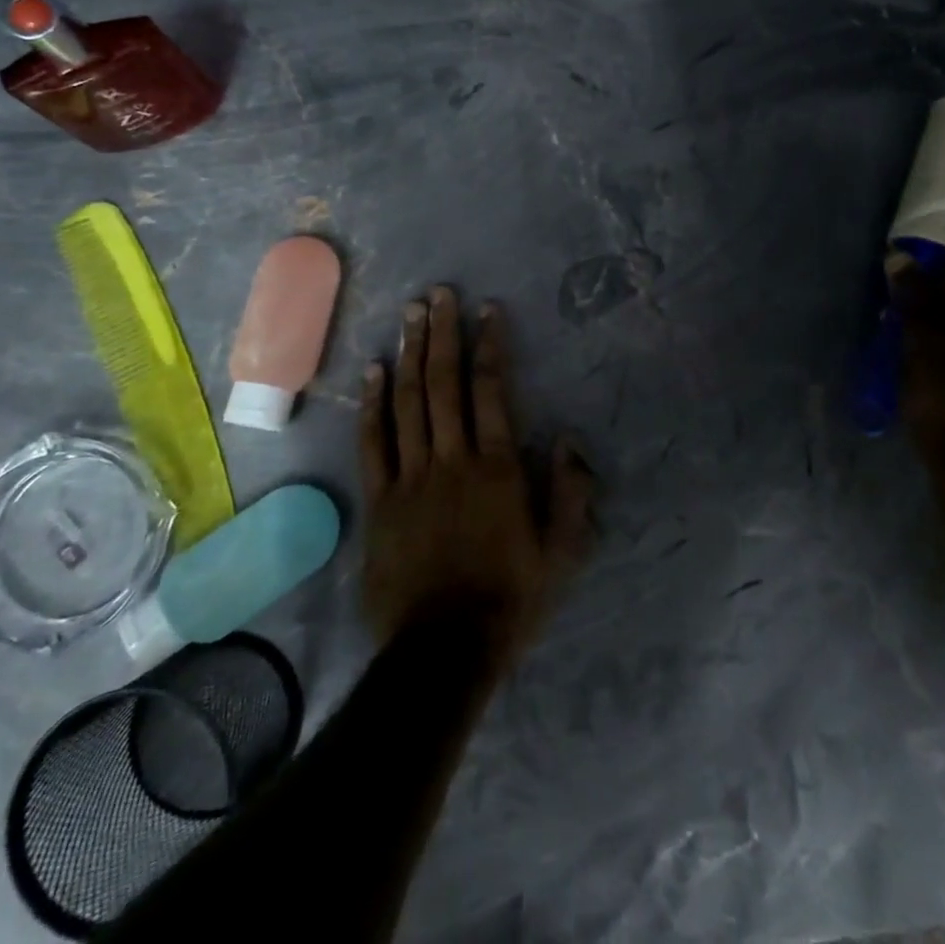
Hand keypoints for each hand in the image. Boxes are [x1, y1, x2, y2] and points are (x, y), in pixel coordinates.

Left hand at [358, 287, 595, 666]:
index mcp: (497, 468)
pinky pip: (374, 443)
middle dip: (443, 333)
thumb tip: (569, 438)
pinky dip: (373, 404)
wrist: (443, 651)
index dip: (490, 345)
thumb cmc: (510, 599)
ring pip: (408, 402)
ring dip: (410, 354)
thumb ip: (571, 492)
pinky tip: (373, 372)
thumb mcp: (562, 552)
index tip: (488, 310)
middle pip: (444, 383)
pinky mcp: (380, 500)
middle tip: (439, 294)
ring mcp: (410, 478)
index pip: (491, 390)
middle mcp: (452, 459)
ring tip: (410, 315)